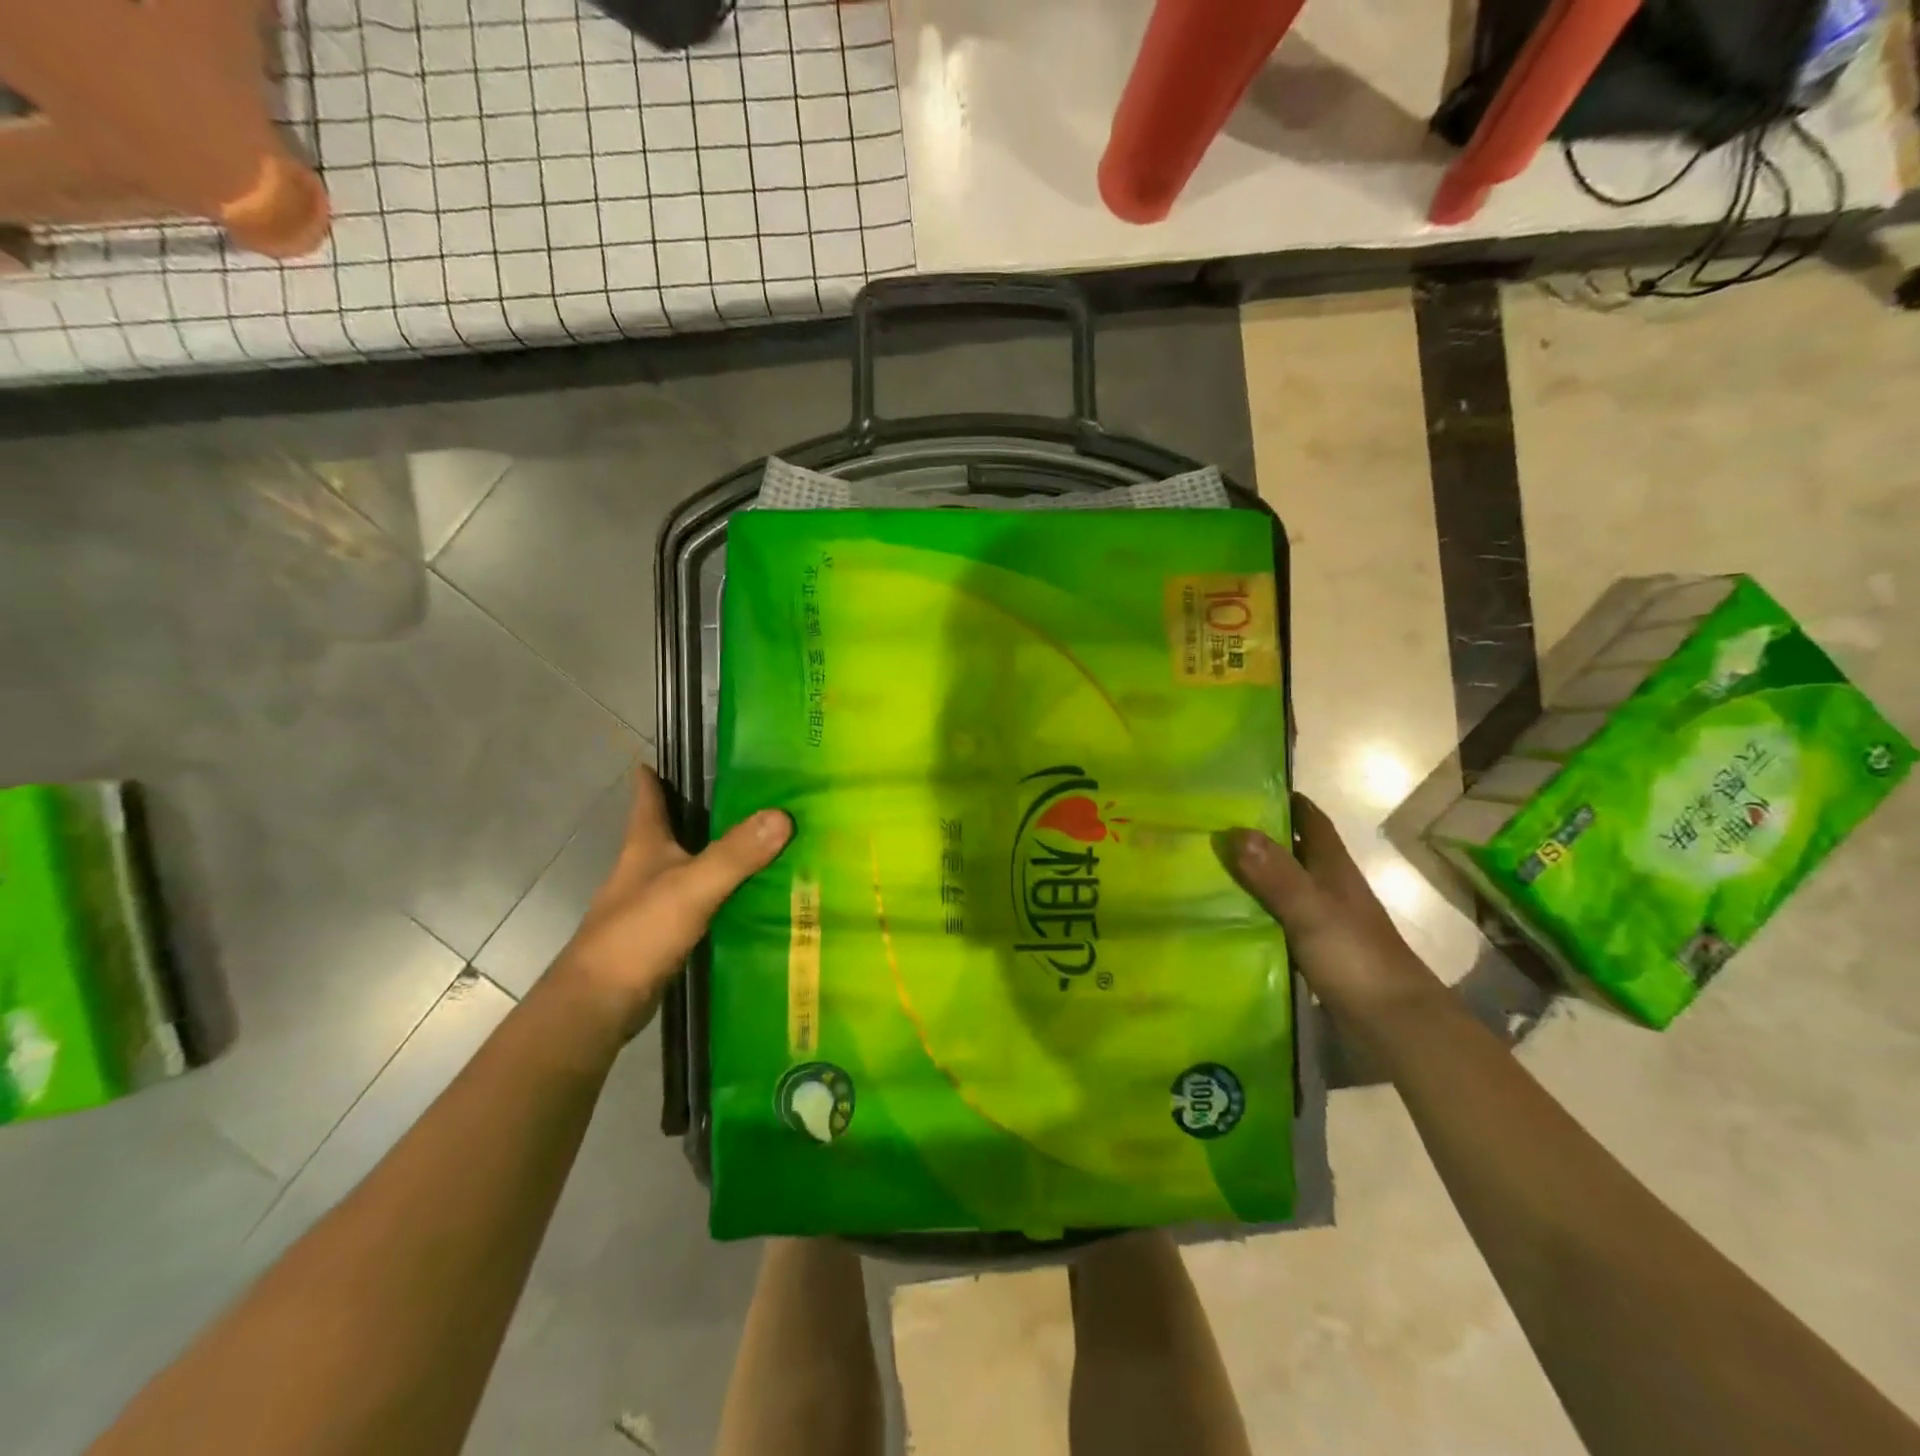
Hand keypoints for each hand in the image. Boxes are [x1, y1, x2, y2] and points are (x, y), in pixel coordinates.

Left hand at [550, 770, 790, 1040]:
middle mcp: (647, 867)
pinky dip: (725, 893)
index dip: (657, 773)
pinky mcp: (666, 932)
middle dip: (706, 810)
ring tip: (769, 842)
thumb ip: (735, 853)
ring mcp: (655, 901)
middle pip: (676, 828)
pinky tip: (755, 896)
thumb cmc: (637, 933)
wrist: (601, 1003)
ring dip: (721, 854)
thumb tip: (783, 816)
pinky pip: (703, 900)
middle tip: (754, 794)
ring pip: (692, 865)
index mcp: (645, 844)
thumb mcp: (692, 886)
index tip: (679, 753)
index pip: (648, 796)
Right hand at [1220, 796, 1437, 1026]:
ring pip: (1289, 884)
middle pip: (1297, 850)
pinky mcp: (1321, 949)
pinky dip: (1262, 910)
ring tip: (1214, 867)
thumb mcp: (1311, 909)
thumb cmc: (1355, 957)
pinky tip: (1234, 916)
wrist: (1396, 1023)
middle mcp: (1333, 887)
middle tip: (1217, 826)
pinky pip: (1284, 917)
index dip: (1288, 801)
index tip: (1249, 787)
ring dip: (1260, 873)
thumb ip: (1275, 874)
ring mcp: (1329, 920)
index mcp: (1334, 868)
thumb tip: (1236, 829)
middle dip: (1264, 835)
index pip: (1312, 820)